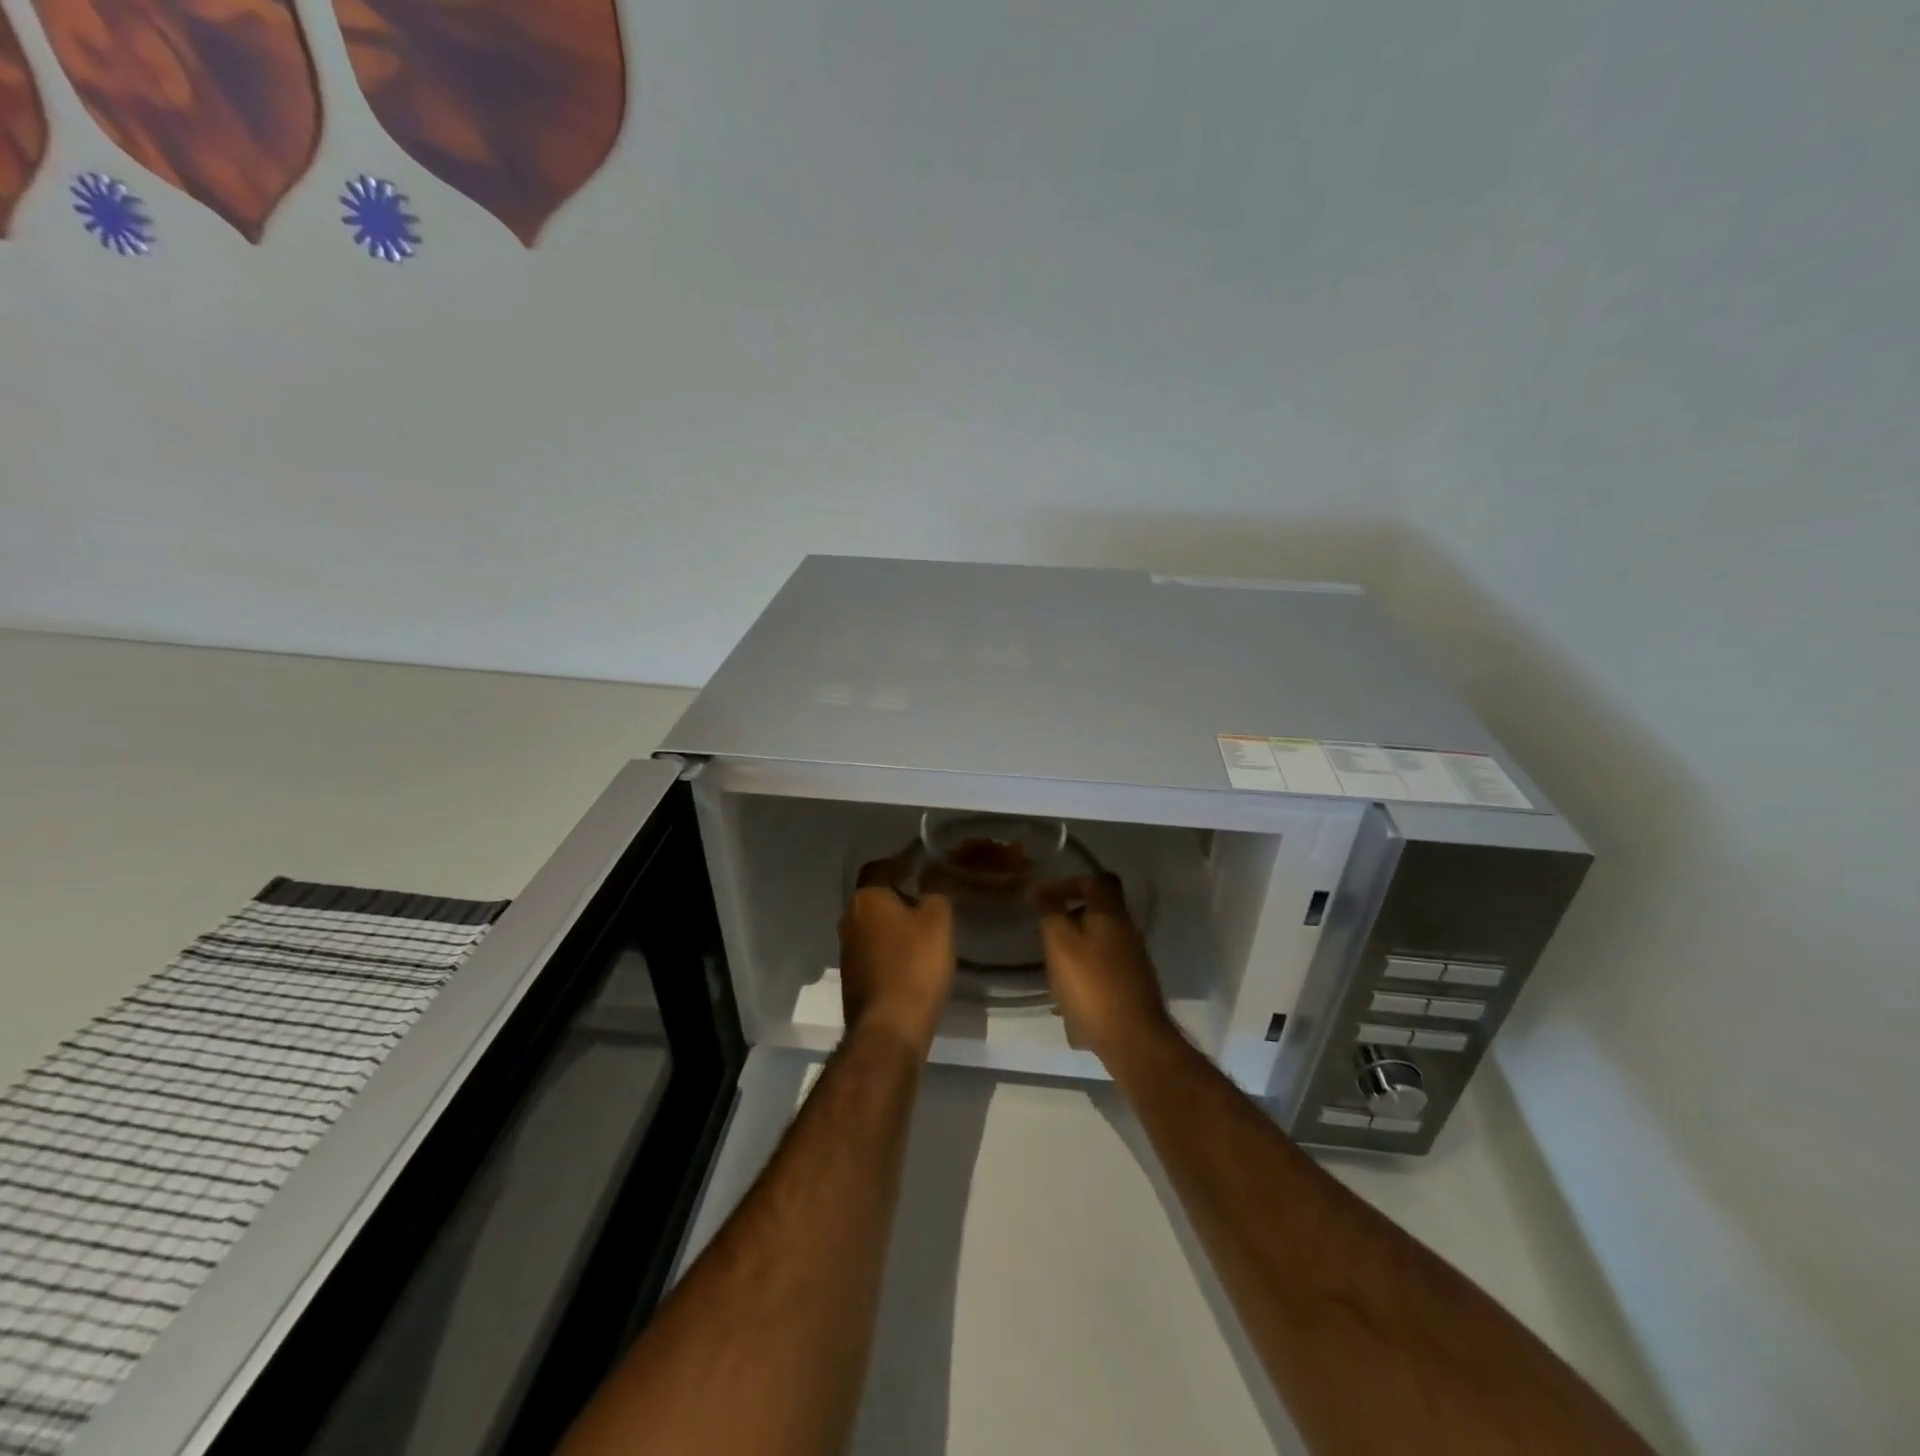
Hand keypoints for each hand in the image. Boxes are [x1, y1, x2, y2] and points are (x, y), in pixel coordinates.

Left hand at [838, 863, 956, 1057]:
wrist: (889, 1028)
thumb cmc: (915, 965)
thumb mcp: (938, 921)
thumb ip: (935, 891)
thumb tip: (930, 874)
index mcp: (866, 898)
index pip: (880, 867)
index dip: (901, 863)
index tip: (922, 865)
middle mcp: (849, 919)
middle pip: (874, 896)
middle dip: (898, 893)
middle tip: (928, 896)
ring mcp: (847, 951)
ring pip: (873, 924)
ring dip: (894, 923)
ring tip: (924, 927)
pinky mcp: (853, 978)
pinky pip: (873, 950)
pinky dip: (890, 947)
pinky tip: (912, 957)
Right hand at [1037, 873, 1175, 1065]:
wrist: (1133, 1040)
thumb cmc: (1092, 986)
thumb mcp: (1060, 944)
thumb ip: (1050, 913)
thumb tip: (1039, 888)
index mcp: (1112, 915)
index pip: (1098, 881)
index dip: (1072, 882)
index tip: (1047, 896)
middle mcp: (1128, 932)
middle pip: (1099, 912)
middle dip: (1070, 918)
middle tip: (1046, 933)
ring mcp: (1134, 961)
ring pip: (1100, 941)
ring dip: (1076, 948)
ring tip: (1053, 967)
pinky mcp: (1132, 987)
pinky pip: (1104, 968)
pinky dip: (1085, 972)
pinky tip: (1068, 995)